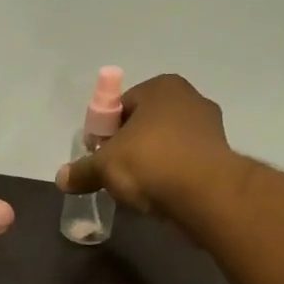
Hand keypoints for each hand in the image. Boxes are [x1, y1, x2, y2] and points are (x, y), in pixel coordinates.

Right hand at [55, 74, 232, 216]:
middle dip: (129, 148)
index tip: (98, 157)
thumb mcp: (106, 166)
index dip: (105, 132)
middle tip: (115, 174)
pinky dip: (172, 177)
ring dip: (152, 163)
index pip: (121, 106)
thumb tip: (61, 178)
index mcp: (161, 87)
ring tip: (137, 190)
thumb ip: (82, 171)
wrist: (206, 194)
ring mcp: (211, 127)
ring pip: (167, 145)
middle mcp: (190, 99)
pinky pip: (185, 164)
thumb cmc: (151, 163)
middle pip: (146, 125)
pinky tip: (161, 196)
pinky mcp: (221, 157)